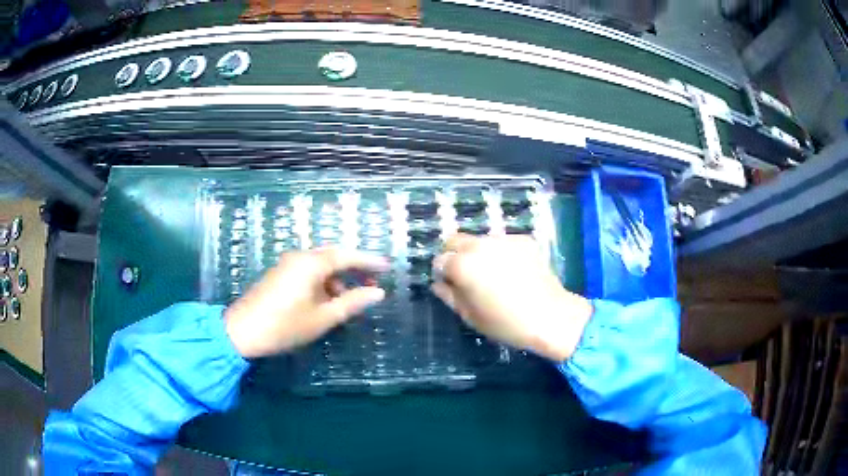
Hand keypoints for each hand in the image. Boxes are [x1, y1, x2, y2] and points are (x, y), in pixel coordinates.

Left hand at [225, 248, 388, 357]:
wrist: (242, 331)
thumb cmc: (285, 325)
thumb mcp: (323, 317)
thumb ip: (352, 302)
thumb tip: (378, 293)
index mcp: (311, 263)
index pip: (347, 256)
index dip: (368, 261)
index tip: (387, 267)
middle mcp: (299, 257)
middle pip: (333, 256)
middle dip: (354, 268)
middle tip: (373, 281)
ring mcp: (287, 264)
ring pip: (320, 265)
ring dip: (338, 278)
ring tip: (351, 298)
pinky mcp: (280, 274)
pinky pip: (308, 271)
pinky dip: (323, 282)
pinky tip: (328, 300)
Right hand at [431, 234, 592, 360]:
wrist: (549, 316)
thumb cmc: (505, 323)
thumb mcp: (470, 316)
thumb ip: (449, 296)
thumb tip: (438, 284)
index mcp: (462, 265)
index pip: (440, 260)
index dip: (443, 273)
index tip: (451, 285)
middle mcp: (479, 246)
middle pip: (456, 240)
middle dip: (455, 254)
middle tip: (467, 275)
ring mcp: (503, 240)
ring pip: (480, 240)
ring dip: (479, 253)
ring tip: (493, 274)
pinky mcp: (523, 240)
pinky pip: (503, 243)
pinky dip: (501, 253)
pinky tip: (513, 271)